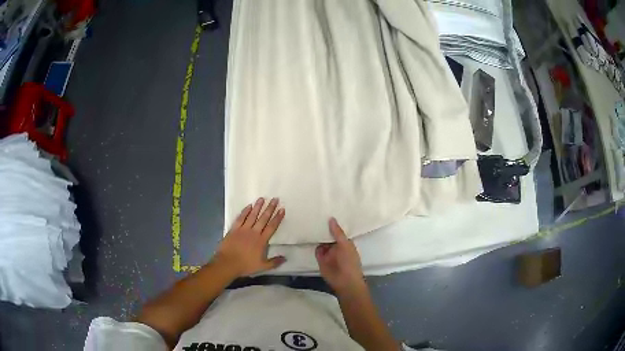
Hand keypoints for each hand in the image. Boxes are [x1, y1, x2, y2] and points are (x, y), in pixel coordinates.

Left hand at [214, 198, 285, 277]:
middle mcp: (253, 232)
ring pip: (252, 215)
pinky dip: (245, 211)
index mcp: (261, 241)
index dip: (277, 218)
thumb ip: (274, 262)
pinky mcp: (234, 229)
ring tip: (262, 198)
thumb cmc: (245, 265)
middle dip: (270, 208)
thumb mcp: (262, 266)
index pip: (272, 227)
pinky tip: (249, 206)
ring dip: (258, 207)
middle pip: (263, 218)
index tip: (282, 209)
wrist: (228, 264)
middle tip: (275, 199)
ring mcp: (243, 229)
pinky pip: (240, 218)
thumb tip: (285, 258)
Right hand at [315, 218, 364, 293]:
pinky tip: (307, 234)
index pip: (338, 230)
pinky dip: (313, 244)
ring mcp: (328, 253)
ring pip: (321, 241)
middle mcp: (336, 246)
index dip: (333, 223)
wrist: (344, 281)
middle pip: (328, 235)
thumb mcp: (345, 245)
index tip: (326, 211)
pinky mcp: (320, 259)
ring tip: (309, 221)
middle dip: (323, 228)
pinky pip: (316, 249)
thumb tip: (331, 218)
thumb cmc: (349, 261)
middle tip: (314, 214)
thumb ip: (337, 232)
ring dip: (317, 235)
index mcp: (346, 242)